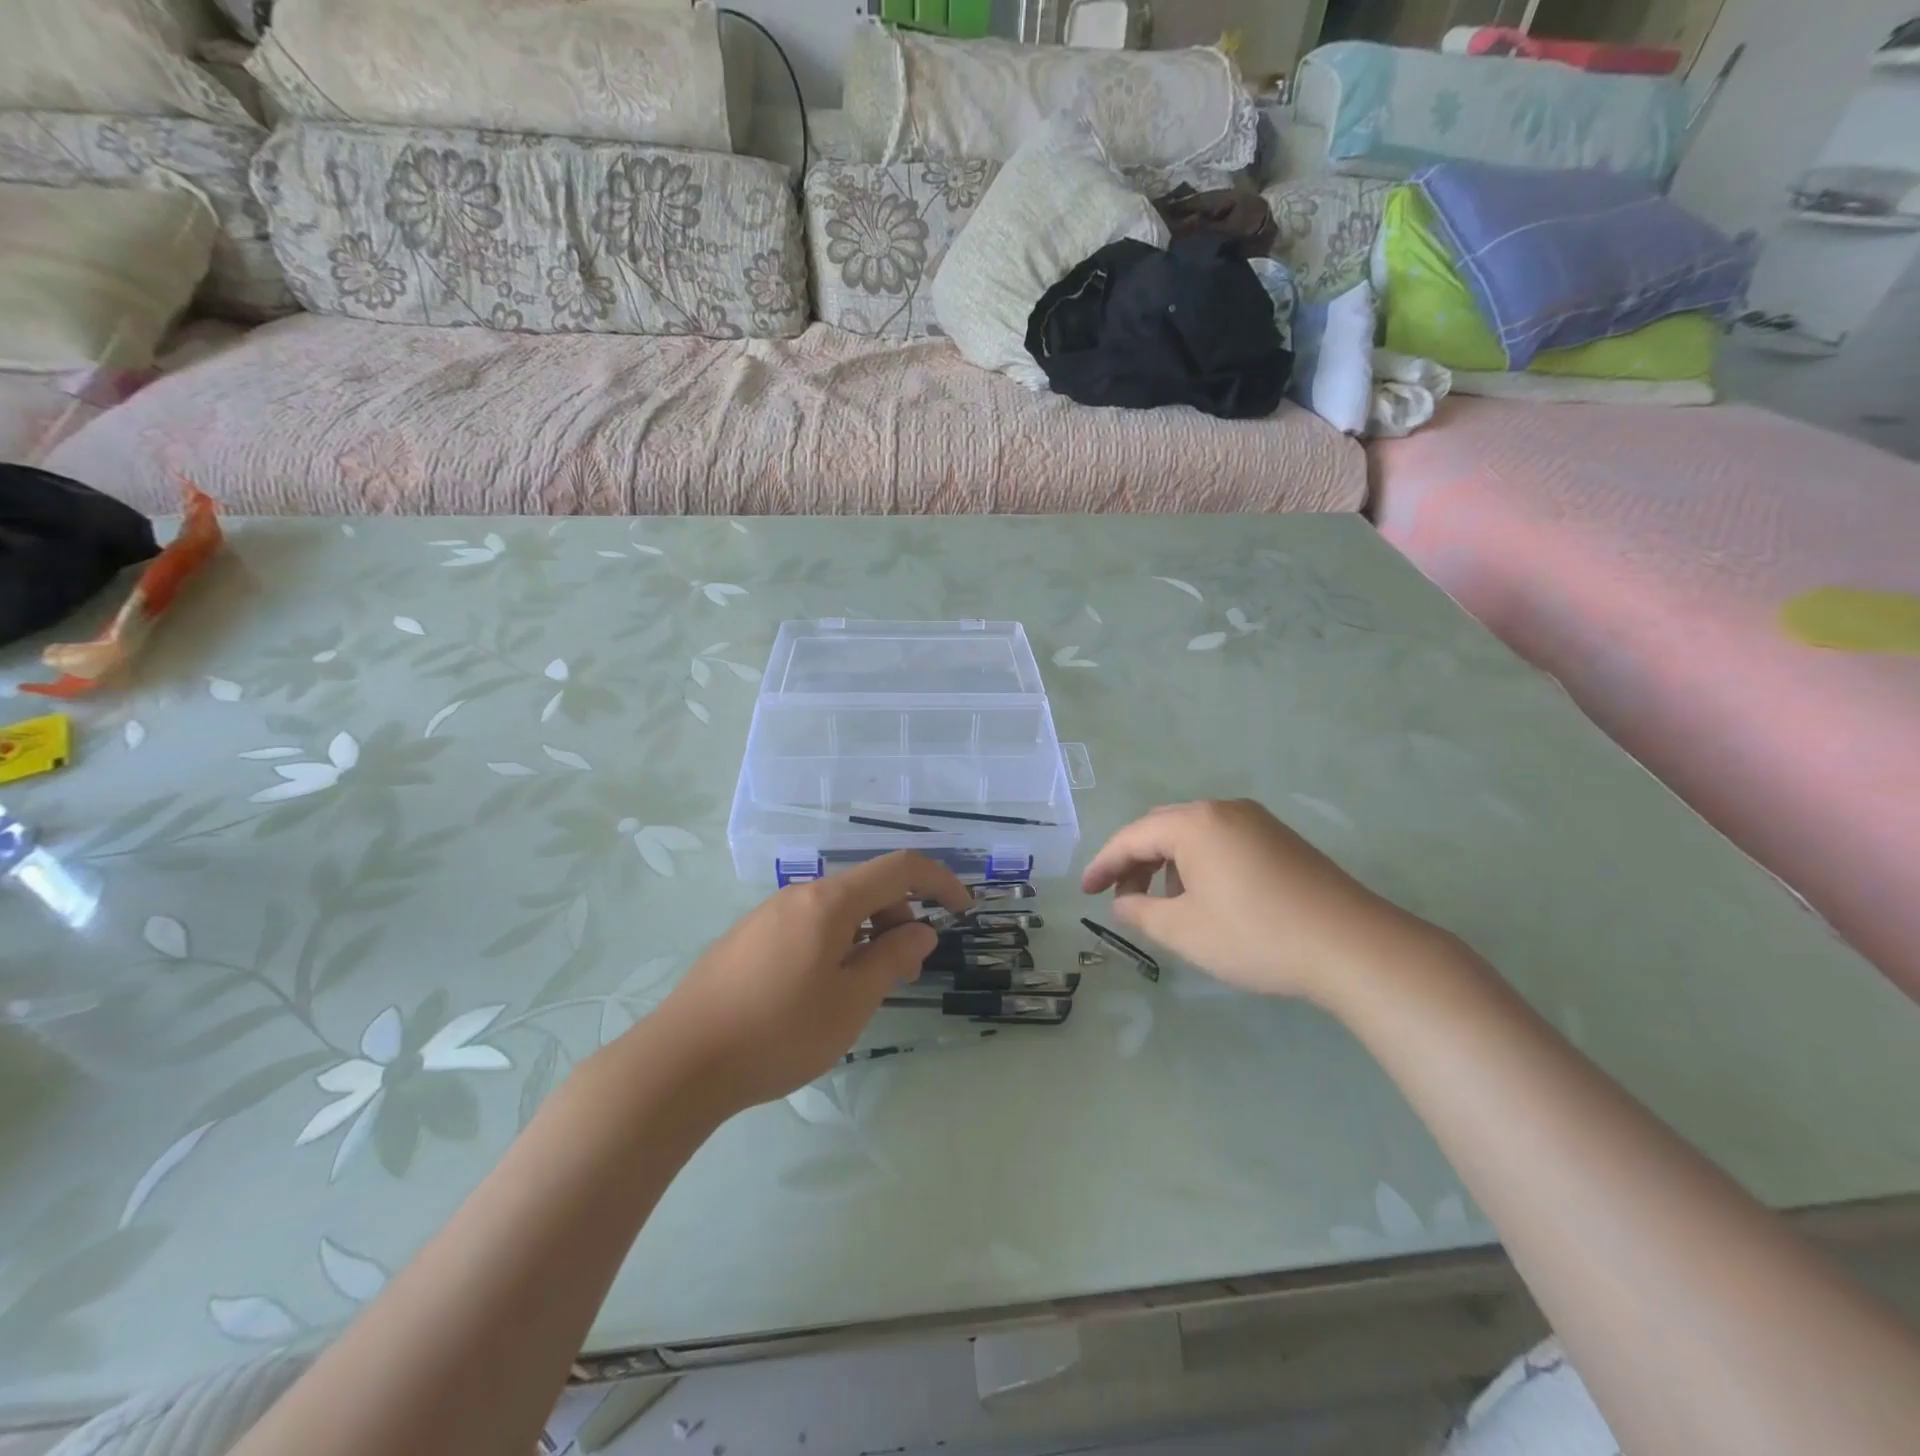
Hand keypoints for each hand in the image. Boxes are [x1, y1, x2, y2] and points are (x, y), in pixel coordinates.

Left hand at [647, 852, 970, 1111]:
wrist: (679, 1063)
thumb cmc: (778, 1032)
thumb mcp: (850, 1002)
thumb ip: (892, 959)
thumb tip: (920, 931)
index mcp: (828, 901)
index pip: (899, 868)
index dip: (939, 880)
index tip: (963, 910)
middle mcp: (798, 895)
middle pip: (866, 888)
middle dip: (900, 918)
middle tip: (906, 971)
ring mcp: (767, 915)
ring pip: (836, 909)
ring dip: (867, 935)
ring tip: (864, 988)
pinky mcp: (747, 939)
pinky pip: (808, 926)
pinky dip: (836, 943)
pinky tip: (821, 990)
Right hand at [1081, 799, 1445, 1007]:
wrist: (1353, 946)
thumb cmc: (1256, 935)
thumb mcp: (1185, 931)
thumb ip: (1141, 912)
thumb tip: (1122, 902)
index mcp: (1195, 823)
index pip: (1132, 837)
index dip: (1104, 865)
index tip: (1085, 892)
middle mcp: (1224, 810)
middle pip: (1162, 828)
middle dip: (1135, 862)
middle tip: (1122, 898)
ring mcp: (1257, 822)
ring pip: (1194, 835)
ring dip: (1169, 865)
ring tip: (1166, 906)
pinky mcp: (1281, 840)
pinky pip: (1223, 842)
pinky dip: (1200, 865)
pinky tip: (1208, 900)